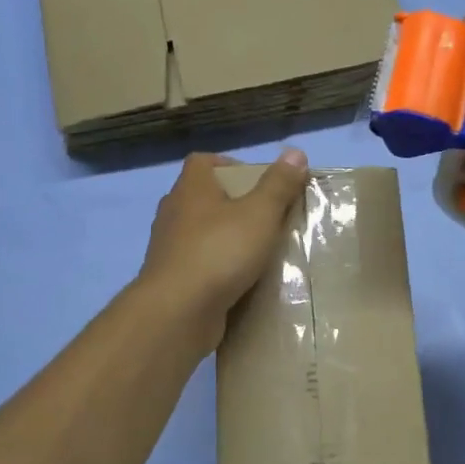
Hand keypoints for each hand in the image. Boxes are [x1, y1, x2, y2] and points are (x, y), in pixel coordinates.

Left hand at [137, 150, 309, 345]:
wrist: (178, 311)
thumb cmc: (219, 252)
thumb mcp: (259, 214)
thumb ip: (278, 185)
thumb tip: (296, 152)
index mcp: (190, 188)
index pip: (203, 162)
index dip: (230, 165)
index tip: (257, 182)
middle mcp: (173, 212)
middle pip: (204, 197)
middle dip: (234, 205)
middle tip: (266, 218)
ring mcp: (168, 247)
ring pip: (201, 233)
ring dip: (225, 238)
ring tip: (258, 251)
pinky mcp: (171, 279)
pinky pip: (199, 265)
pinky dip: (217, 268)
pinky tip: (241, 281)